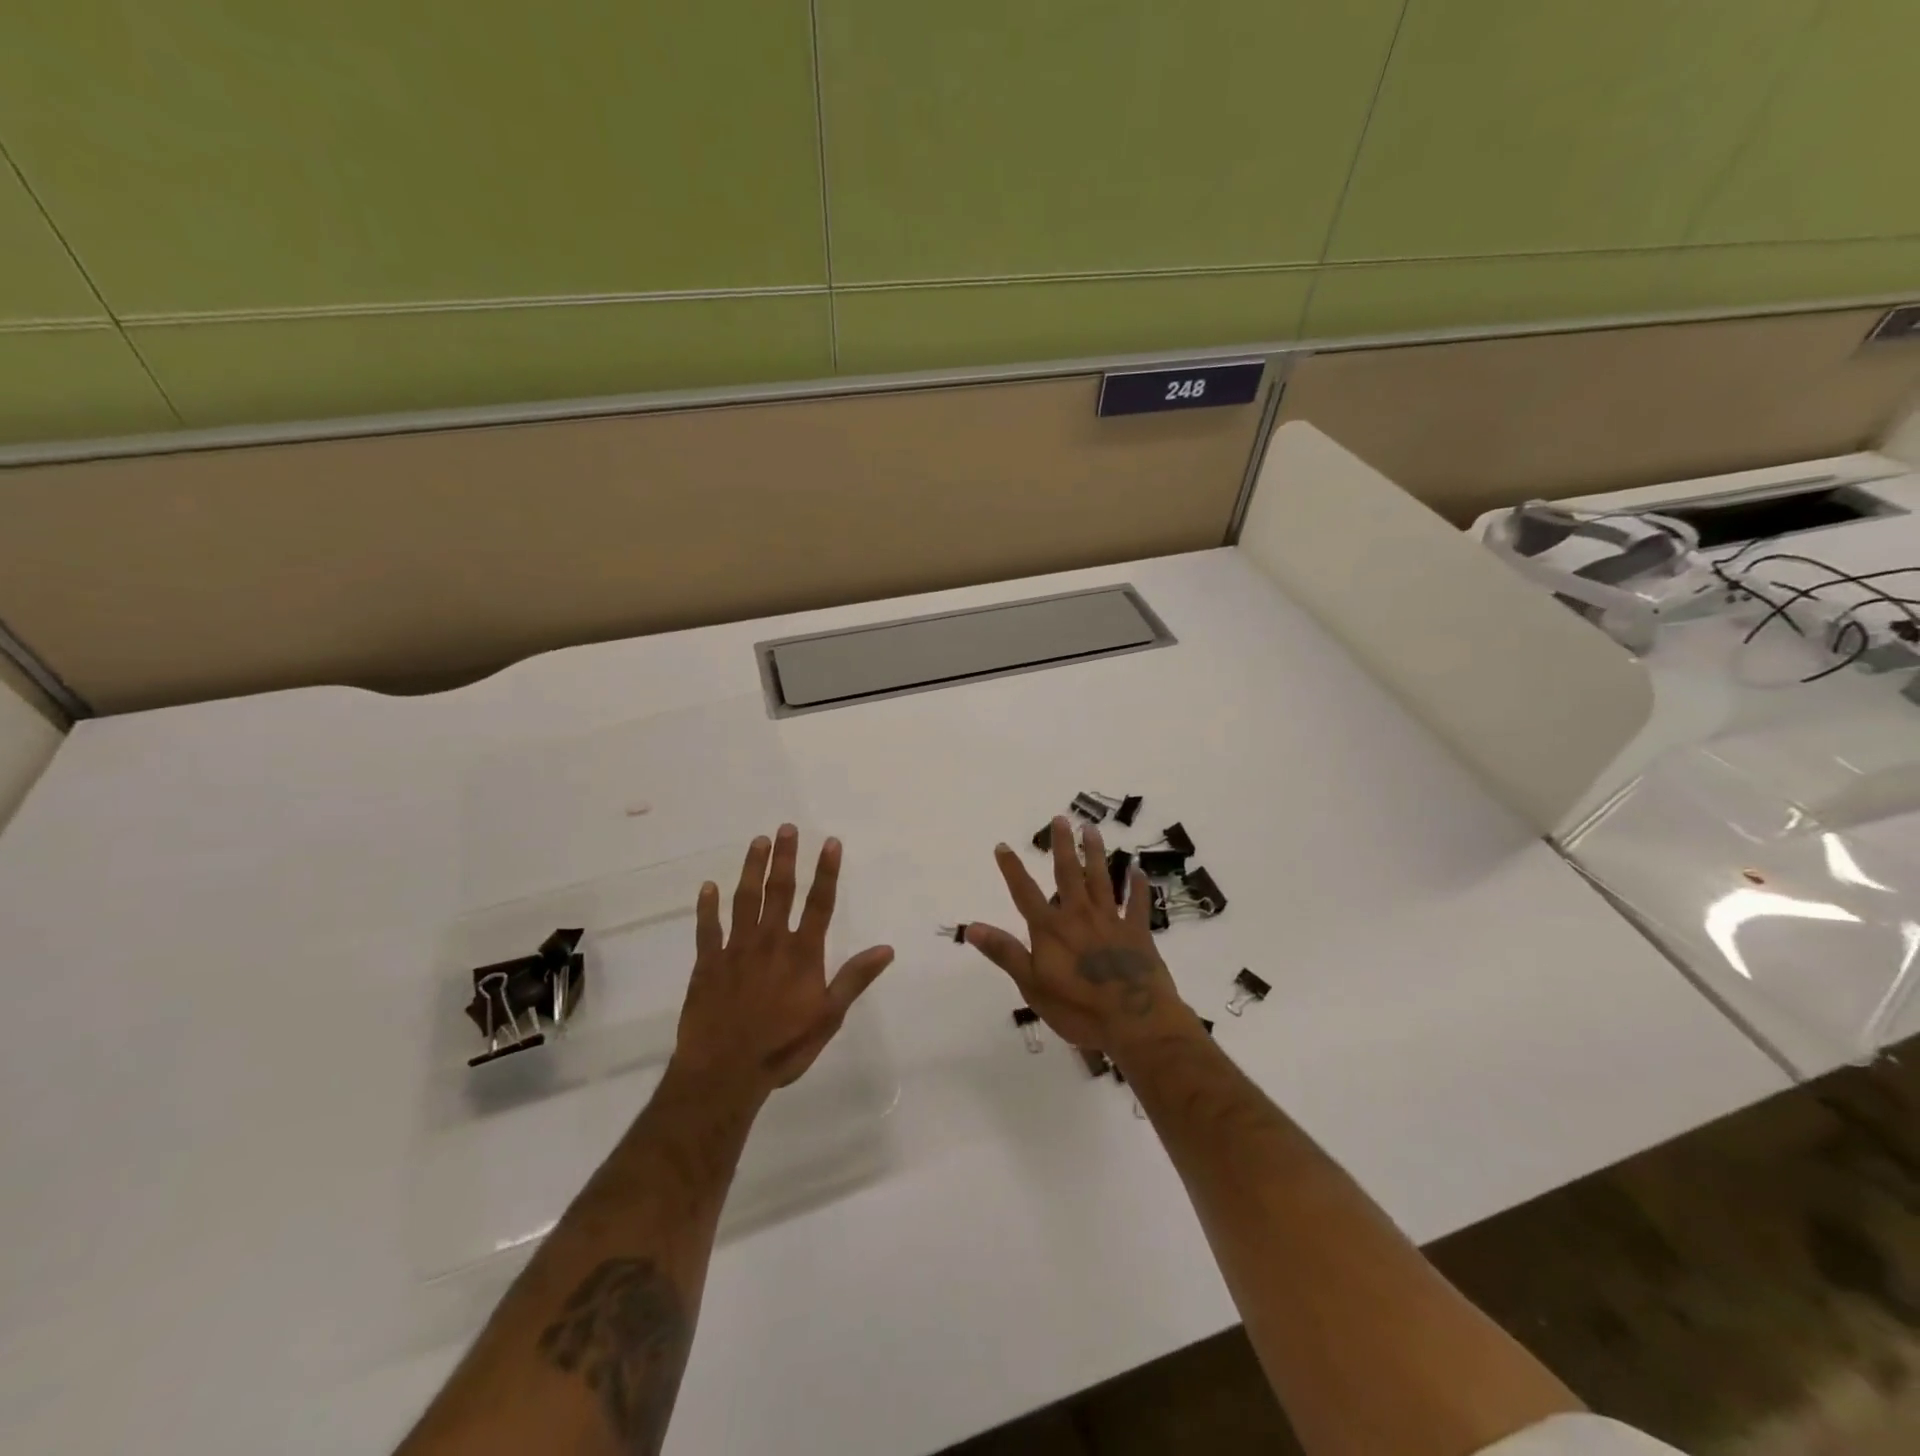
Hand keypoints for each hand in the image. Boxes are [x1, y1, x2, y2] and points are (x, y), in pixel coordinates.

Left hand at [673, 825, 894, 1098]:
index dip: (827, 872)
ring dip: (751, 869)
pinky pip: (707, 929)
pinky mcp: (707, 964)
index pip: (820, 904)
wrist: (725, 1072)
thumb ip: (854, 979)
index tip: (830, 842)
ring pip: (744, 900)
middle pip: (780, 892)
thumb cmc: (783, 1046)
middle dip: (786, 858)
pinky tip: (708, 886)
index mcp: (802, 953)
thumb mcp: (829, 1017)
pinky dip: (707, 907)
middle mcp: (770, 942)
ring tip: (758, 842)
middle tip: (787, 828)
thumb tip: (886, 948)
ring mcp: (736, 950)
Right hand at [966, 816, 1193, 1053]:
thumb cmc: (1078, 1009)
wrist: (1135, 1021)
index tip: (1002, 845)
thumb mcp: (1032, 985)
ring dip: (1096, 854)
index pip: (1025, 893)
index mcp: (1051, 929)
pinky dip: (1138, 886)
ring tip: (1092, 829)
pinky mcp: (1138, 933)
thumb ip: (1005, 952)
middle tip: (1061, 818)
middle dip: (1063, 845)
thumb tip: (972, 926)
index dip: (1012, 869)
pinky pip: (1138, 904)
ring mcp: (1111, 921)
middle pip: (1068, 874)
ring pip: (1102, 880)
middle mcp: (1079, 916)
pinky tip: (1138, 869)